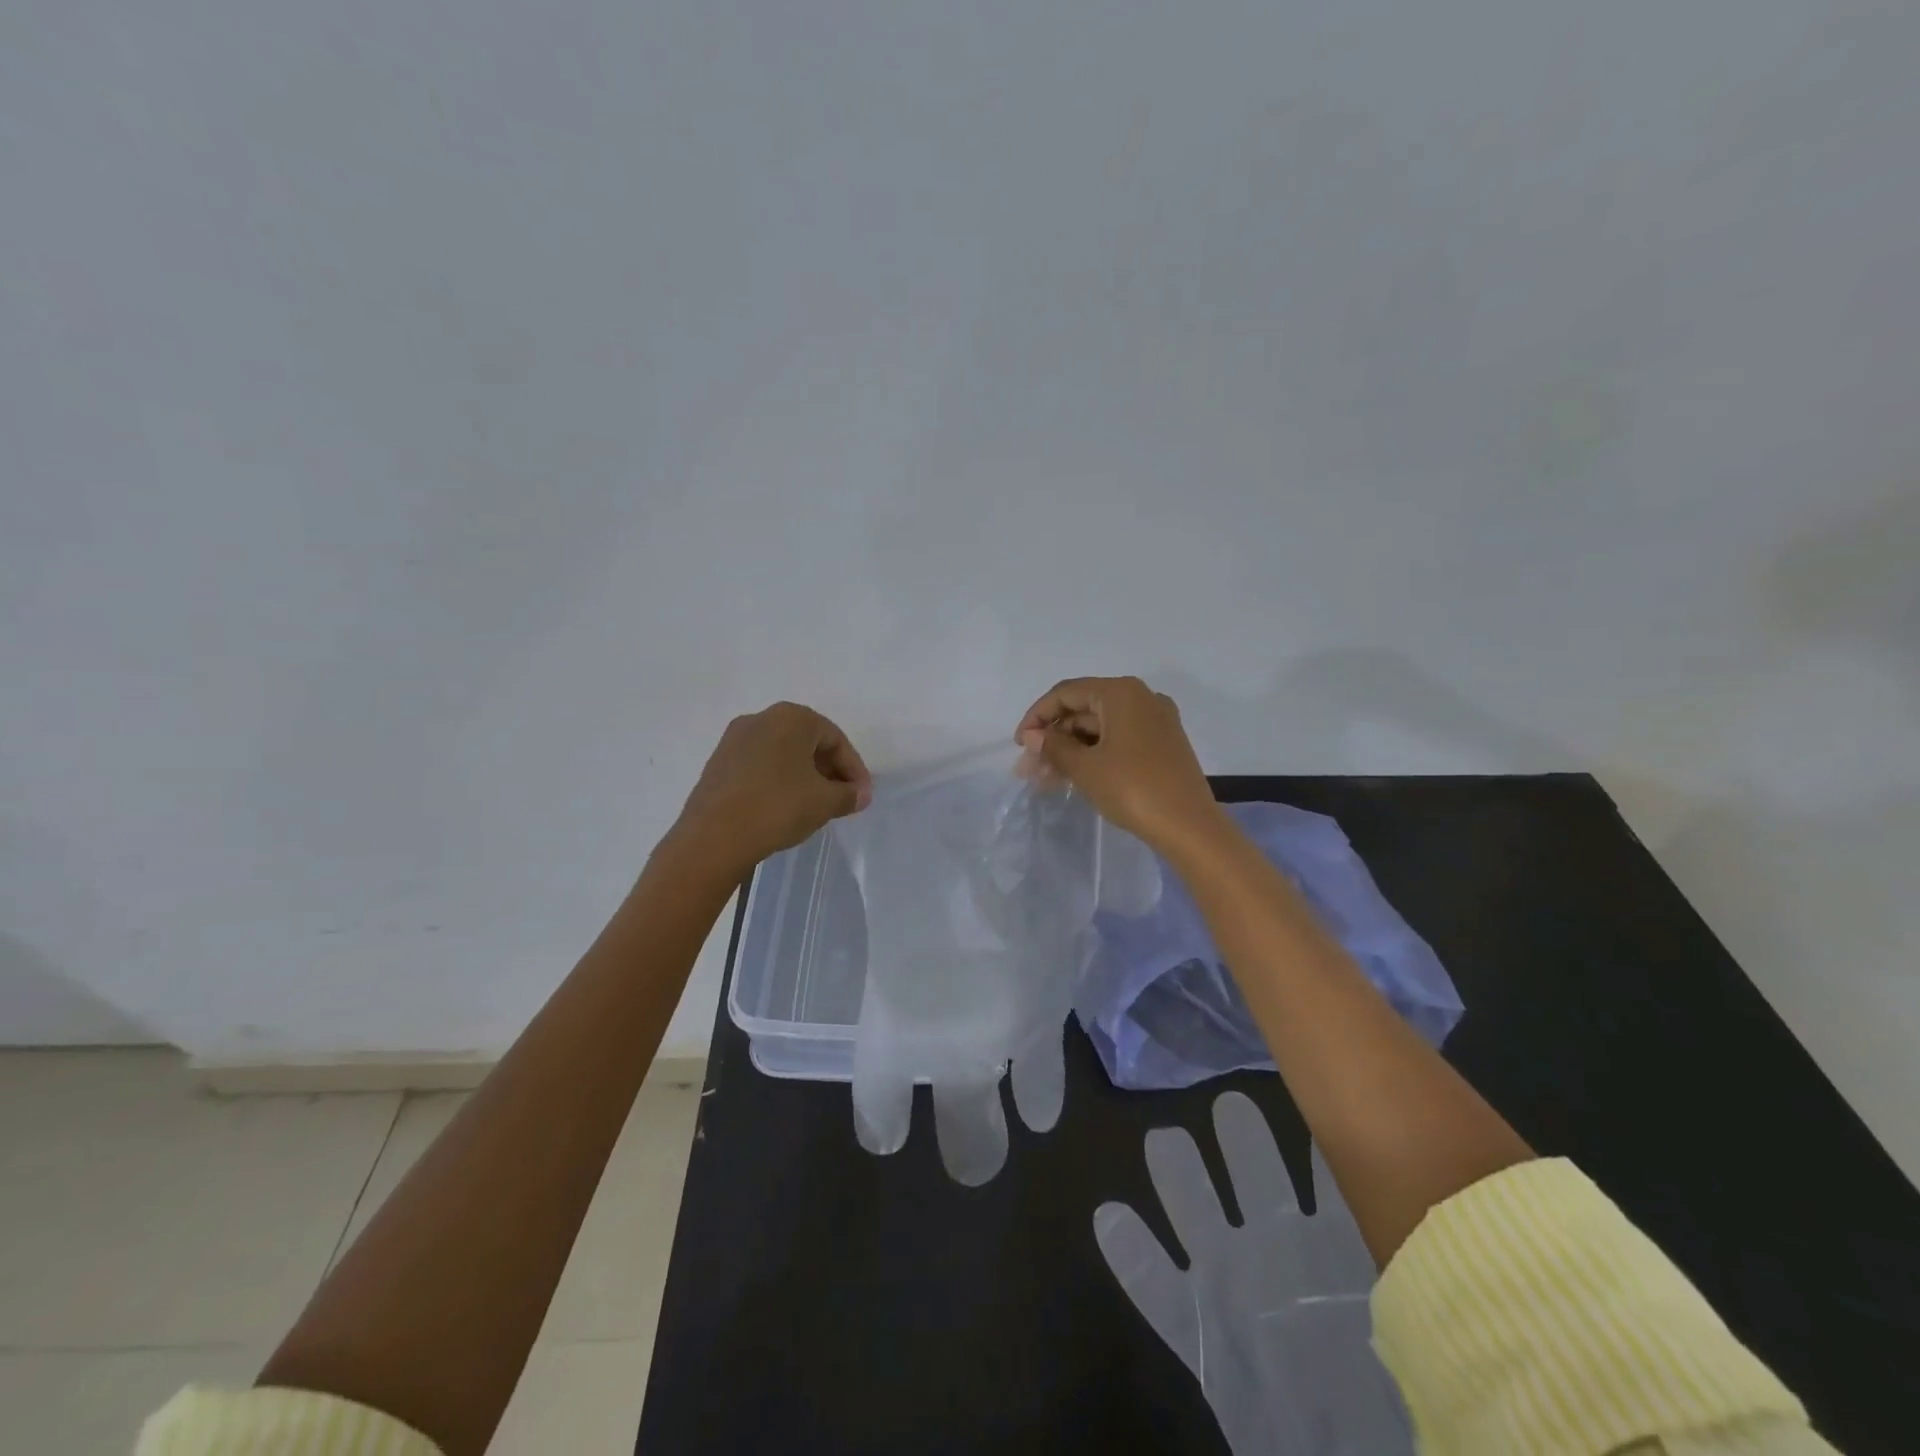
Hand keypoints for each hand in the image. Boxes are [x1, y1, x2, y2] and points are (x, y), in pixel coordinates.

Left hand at [671, 703, 871, 876]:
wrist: (713, 837)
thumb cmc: (778, 807)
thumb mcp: (825, 802)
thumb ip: (849, 794)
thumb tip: (860, 794)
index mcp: (792, 718)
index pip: (835, 739)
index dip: (854, 769)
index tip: (861, 796)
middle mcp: (761, 718)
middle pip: (807, 742)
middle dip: (829, 770)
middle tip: (841, 798)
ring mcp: (734, 740)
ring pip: (782, 754)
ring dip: (803, 776)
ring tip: (814, 805)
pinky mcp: (718, 763)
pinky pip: (759, 766)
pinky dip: (777, 781)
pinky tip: (783, 807)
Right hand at [1014, 676, 1219, 851]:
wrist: (1189, 826)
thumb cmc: (1132, 788)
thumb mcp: (1085, 767)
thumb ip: (1053, 746)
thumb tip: (1033, 736)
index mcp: (1120, 692)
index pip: (1066, 693)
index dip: (1037, 716)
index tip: (1020, 744)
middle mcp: (1140, 698)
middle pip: (1083, 710)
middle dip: (1052, 738)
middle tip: (1029, 769)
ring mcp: (1154, 721)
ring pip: (1099, 728)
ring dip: (1069, 750)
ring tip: (1043, 779)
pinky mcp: (1161, 744)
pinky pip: (1117, 740)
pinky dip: (1093, 755)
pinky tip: (1071, 777)